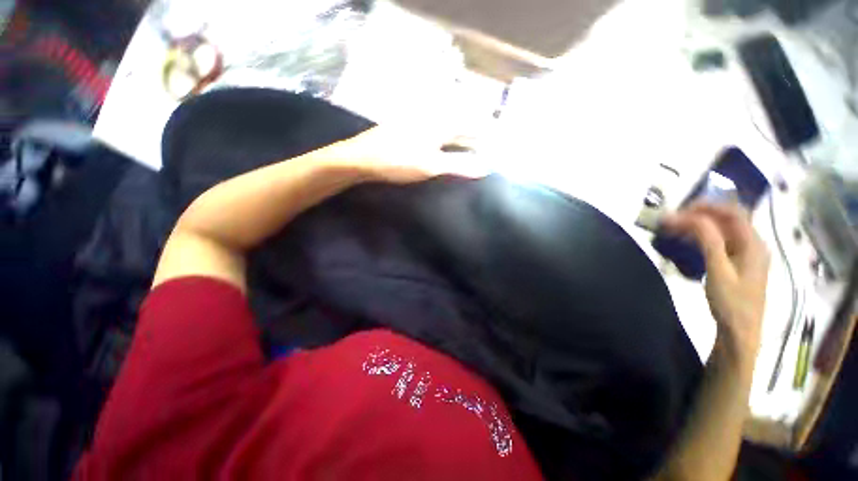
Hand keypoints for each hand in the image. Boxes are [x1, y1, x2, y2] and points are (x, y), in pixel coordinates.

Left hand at [329, 126, 490, 183]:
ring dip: (461, 136)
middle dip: (475, 134)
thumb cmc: (398, 161)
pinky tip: (447, 146)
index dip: (486, 132)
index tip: (498, 140)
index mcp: (440, 121)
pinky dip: (446, 139)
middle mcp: (432, 115)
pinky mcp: (409, 128)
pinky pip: (435, 131)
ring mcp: (419, 120)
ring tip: (472, 146)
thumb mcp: (432, 165)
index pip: (471, 124)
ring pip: (448, 127)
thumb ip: (459, 165)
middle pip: (460, 124)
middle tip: (489, 144)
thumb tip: (486, 168)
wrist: (361, 158)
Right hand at [662, 202, 769, 359]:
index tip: (679, 212)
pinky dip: (702, 236)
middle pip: (728, 218)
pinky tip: (688, 242)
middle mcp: (753, 244)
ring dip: (699, 225)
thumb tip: (693, 217)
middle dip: (700, 214)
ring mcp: (746, 254)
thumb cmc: (731, 303)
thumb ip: (710, 241)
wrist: (739, 332)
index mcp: (753, 244)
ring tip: (675, 229)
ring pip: (723, 229)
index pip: (732, 212)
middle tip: (673, 220)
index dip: (706, 207)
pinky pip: (720, 241)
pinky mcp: (737, 263)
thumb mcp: (718, 271)